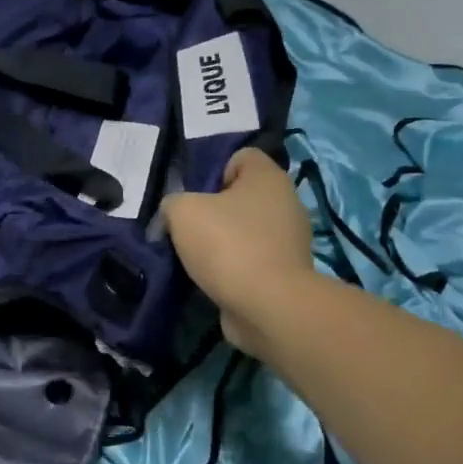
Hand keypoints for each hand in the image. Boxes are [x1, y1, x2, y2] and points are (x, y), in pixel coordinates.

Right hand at [162, 149, 315, 349]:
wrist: (268, 307)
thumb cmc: (228, 244)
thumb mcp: (182, 211)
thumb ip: (173, 203)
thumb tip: (174, 213)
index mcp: (268, 177)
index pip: (241, 156)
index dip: (213, 169)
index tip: (193, 192)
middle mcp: (286, 203)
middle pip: (241, 196)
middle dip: (213, 209)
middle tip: (186, 224)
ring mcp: (289, 241)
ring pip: (245, 230)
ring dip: (221, 241)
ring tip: (192, 255)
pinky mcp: (285, 273)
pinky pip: (251, 259)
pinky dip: (232, 267)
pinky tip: (210, 277)